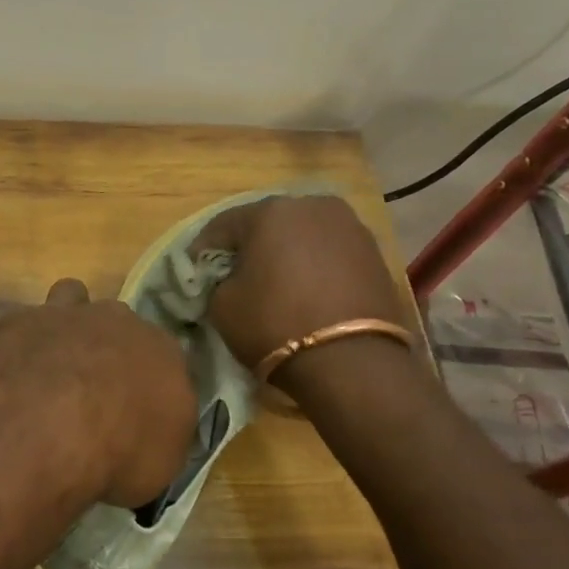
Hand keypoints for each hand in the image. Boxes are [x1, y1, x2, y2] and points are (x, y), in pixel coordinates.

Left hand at [0, 278, 195, 507]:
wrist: (50, 429)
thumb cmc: (120, 453)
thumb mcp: (161, 465)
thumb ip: (160, 437)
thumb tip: (148, 434)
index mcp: (164, 354)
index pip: (165, 362)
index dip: (147, 387)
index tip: (134, 415)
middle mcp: (121, 322)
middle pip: (120, 328)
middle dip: (109, 352)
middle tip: (92, 395)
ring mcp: (69, 314)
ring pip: (73, 299)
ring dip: (67, 325)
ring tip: (53, 363)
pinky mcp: (22, 320)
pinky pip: (24, 324)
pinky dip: (22, 343)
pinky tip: (14, 372)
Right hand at [193, 195, 408, 393]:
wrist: (354, 362)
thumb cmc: (275, 325)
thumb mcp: (222, 306)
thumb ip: (217, 282)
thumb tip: (226, 279)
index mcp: (269, 210)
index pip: (223, 225)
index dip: (203, 250)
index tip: (194, 272)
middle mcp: (311, 206)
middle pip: (267, 224)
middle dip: (249, 247)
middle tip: (235, 276)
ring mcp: (349, 227)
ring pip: (302, 236)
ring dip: (285, 254)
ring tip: (275, 284)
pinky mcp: (374, 253)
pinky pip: (329, 253)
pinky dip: (314, 266)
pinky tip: (305, 291)